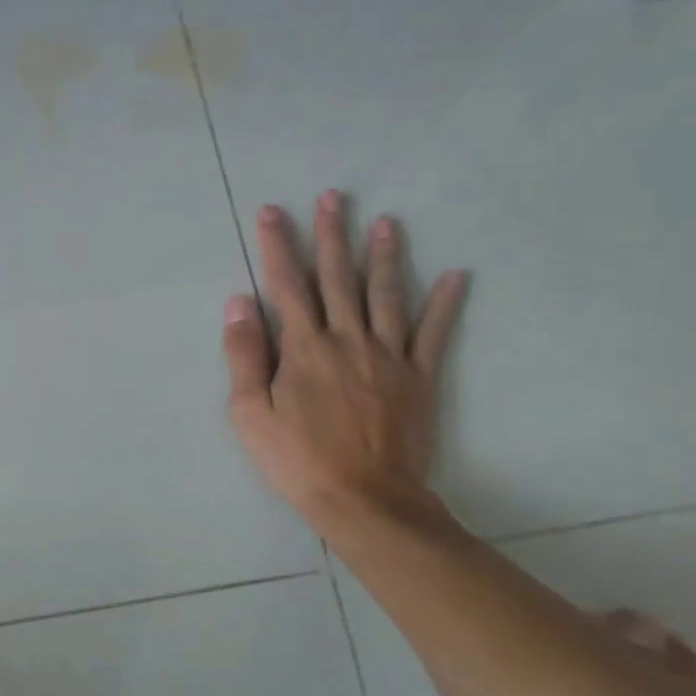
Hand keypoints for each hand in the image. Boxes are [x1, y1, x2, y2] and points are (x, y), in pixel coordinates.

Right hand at [222, 191, 466, 529]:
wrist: (365, 499)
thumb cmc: (297, 459)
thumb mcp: (249, 413)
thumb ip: (244, 355)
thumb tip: (239, 302)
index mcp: (303, 347)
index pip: (287, 285)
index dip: (279, 245)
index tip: (274, 212)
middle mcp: (347, 339)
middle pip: (337, 277)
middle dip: (332, 234)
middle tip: (334, 196)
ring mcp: (388, 356)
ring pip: (386, 294)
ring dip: (384, 255)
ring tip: (386, 222)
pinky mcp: (419, 377)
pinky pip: (433, 333)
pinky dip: (445, 303)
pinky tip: (456, 275)